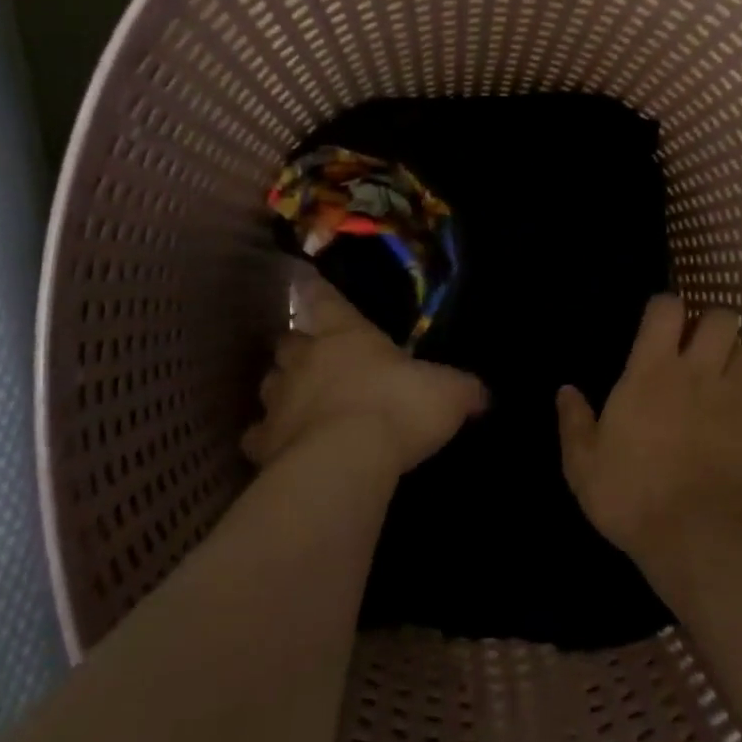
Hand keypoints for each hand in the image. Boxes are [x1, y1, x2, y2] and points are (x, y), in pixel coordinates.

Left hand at [242, 275, 487, 477]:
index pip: (324, 299)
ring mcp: (279, 400)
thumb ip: (463, 389)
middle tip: (312, 357)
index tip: (304, 281)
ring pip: (269, 384)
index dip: (317, 290)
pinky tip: (278, 447)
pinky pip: (258, 435)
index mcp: (346, 334)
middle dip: (297, 347)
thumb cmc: (398, 408)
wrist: (345, 461)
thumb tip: (483, 394)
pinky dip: (267, 438)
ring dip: (281, 388)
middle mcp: (306, 358)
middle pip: (287, 342)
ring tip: (297, 400)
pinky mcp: (264, 442)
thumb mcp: (448, 393)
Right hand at [556, 295, 741, 566]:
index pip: (667, 308)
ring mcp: (739, 398)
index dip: (665, 308)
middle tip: (697, 350)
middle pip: (722, 318)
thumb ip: (574, 422)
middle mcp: (700, 372)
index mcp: (653, 371)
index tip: (658, 326)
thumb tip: (565, 390)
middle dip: (711, 325)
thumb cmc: (634, 497)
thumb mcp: (585, 466)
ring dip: (735, 362)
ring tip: (722, 385)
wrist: (704, 540)